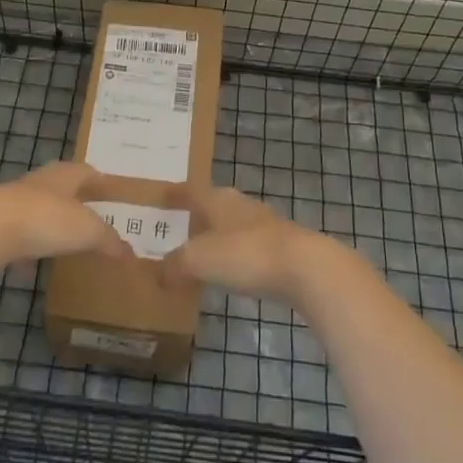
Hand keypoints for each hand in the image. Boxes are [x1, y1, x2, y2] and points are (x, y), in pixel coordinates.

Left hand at [0, 161, 132, 273]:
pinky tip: (31, 265)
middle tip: (90, 214)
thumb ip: (108, 240)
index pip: (85, 171)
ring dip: (49, 221)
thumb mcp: (86, 230)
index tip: (110, 189)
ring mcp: (12, 203)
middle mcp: (38, 183)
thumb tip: (130, 253)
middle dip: (74, 198)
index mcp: (63, 176)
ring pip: (37, 208)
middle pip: (60, 186)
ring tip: (63, 239)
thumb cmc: (45, 219)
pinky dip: (27, 246)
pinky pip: (17, 234)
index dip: (99, 180)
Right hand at [157, 184, 327, 307]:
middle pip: (213, 205)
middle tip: (176, 227)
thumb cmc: (246, 254)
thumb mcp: (199, 261)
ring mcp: (264, 225)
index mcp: (218, 199)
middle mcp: (240, 205)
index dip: (175, 194)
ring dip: (216, 237)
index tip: (161, 195)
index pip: (191, 190)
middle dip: (196, 215)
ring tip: (199, 252)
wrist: (305, 267)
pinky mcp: (281, 247)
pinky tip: (230, 271)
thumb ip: (175, 265)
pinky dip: (234, 255)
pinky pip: (248, 247)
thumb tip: (158, 273)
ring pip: (232, 226)